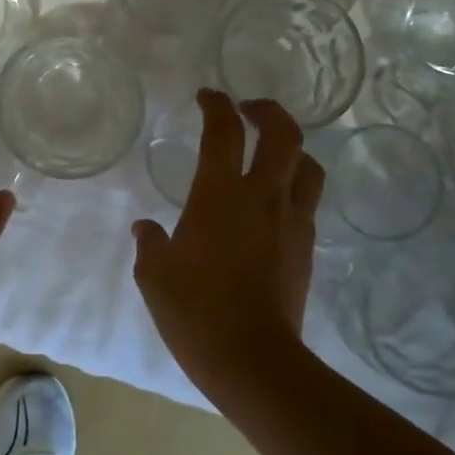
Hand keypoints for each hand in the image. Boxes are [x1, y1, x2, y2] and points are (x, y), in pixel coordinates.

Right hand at [130, 91, 323, 405]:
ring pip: (307, 166)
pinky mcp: (306, 248)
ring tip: (271, 152)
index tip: (208, 96)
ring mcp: (291, 222)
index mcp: (219, 195)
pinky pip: (307, 201)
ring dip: (291, 148)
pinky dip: (294, 186)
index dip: (216, 106)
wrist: (252, 358)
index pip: (223, 132)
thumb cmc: (194, 311)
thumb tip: (146, 229)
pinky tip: (273, 203)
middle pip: (283, 134)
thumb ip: (151, 244)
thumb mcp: (154, 275)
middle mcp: (262, 197)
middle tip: (248, 109)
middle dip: (268, 111)